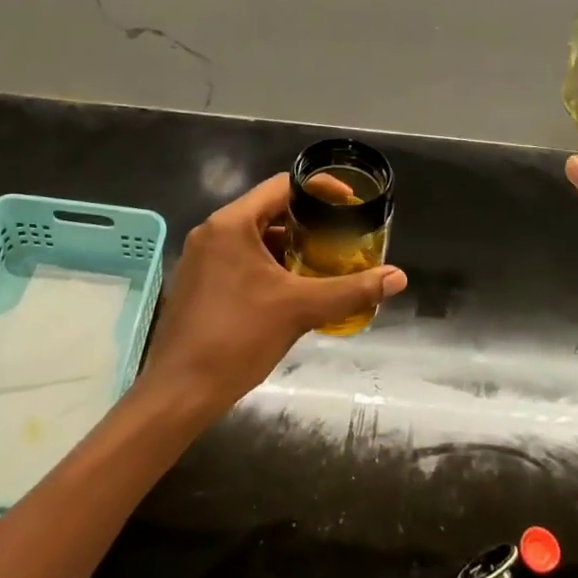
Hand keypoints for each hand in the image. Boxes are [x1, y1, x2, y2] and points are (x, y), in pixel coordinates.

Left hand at [137, 173, 407, 417]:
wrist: (179, 391)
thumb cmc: (237, 338)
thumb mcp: (299, 310)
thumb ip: (350, 290)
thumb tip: (397, 277)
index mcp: (231, 224)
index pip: (282, 186)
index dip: (320, 190)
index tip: (349, 203)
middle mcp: (212, 231)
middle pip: (268, 210)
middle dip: (307, 222)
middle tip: (341, 236)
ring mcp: (200, 257)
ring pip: (253, 236)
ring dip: (288, 246)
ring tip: (323, 262)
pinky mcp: (197, 281)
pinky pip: (239, 258)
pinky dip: (267, 264)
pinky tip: (291, 289)